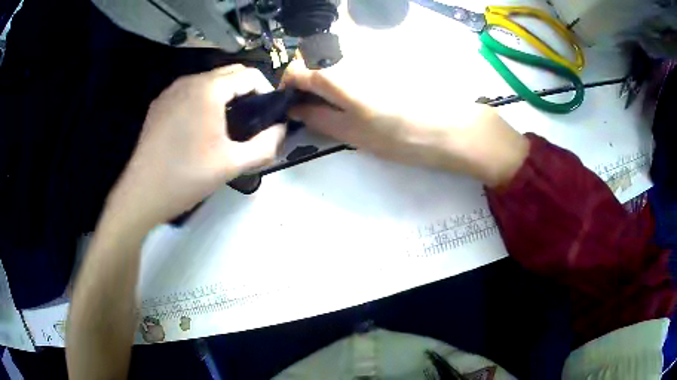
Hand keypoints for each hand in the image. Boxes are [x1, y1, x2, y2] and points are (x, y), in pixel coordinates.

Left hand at [108, 65, 284, 227]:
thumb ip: (266, 146)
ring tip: (228, 125)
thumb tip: (281, 129)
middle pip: (229, 73)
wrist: (142, 194)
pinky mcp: (159, 104)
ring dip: (225, 95)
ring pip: (208, 82)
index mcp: (208, 90)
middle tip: (252, 120)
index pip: (249, 74)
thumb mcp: (232, 165)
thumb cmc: (186, 177)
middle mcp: (189, 81)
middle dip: (246, 91)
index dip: (266, 90)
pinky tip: (201, 128)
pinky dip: (204, 101)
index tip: (269, 114)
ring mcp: (171, 91)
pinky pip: (190, 92)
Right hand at [281, 61, 527, 187]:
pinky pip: (352, 63)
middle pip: (313, 60)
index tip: (290, 103)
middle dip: (304, 81)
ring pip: (332, 61)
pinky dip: (344, 77)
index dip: (286, 86)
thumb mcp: (351, 134)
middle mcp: (349, 58)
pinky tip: (358, 97)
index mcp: (336, 76)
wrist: (447, 128)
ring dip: (324, 79)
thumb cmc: (398, 137)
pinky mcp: (383, 61)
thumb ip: (317, 118)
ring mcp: (368, 57)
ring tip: (336, 105)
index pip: (295, 70)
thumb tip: (294, 108)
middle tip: (312, 106)